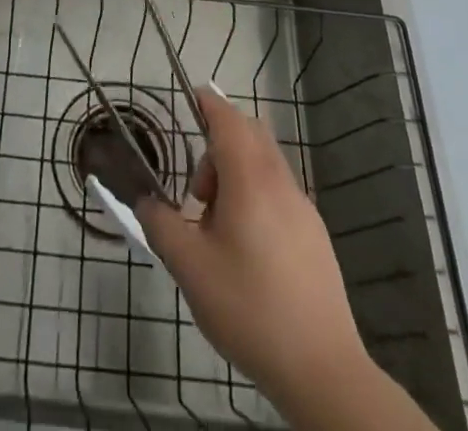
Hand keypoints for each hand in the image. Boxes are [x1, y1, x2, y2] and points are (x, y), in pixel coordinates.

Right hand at [136, 87, 436, 430]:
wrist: (322, 369)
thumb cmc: (249, 308)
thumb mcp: (190, 268)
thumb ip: (160, 225)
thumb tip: (145, 201)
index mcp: (250, 179)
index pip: (228, 119)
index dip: (208, 103)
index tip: (190, 98)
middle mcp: (280, 182)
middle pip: (250, 135)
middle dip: (218, 146)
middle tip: (197, 191)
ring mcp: (303, 208)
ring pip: (265, 165)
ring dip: (237, 175)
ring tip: (217, 227)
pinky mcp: (315, 235)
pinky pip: (279, 193)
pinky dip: (256, 197)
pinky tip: (246, 249)